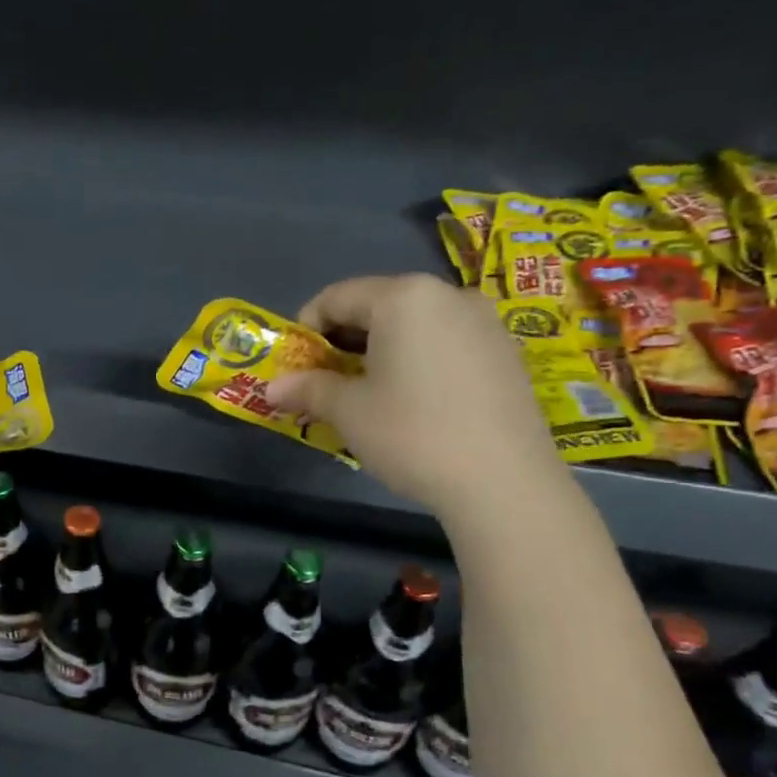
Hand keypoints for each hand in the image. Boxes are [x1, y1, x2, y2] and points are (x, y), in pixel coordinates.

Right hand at [265, 274, 560, 514]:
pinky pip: (445, 341)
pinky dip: (416, 359)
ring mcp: (484, 322)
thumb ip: (308, 389)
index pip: (337, 297)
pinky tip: (412, 399)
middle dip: (342, 340)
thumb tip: (270, 390)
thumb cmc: (412, 433)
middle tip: (324, 379)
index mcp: (403, 298)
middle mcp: (447, 295)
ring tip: (366, 392)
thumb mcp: (348, 411)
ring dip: (379, 350)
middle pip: (377, 305)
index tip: (294, 364)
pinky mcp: (506, 352)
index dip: (305, 328)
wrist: (503, 481)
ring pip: (414, 324)